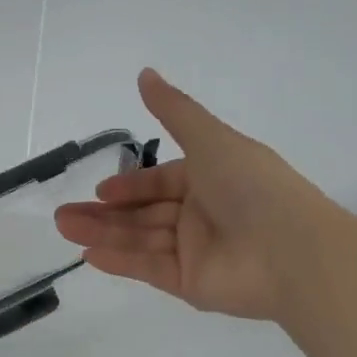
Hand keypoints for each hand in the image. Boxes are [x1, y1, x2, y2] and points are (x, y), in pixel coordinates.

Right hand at [55, 69, 329, 320]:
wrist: (293, 252)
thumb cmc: (252, 186)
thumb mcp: (210, 139)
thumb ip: (173, 111)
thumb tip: (145, 73)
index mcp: (211, 179)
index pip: (161, 183)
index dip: (130, 186)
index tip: (100, 190)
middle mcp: (202, 215)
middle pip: (144, 213)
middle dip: (104, 213)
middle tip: (64, 215)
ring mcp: (196, 252)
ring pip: (140, 239)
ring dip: (102, 234)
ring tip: (64, 228)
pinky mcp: (191, 284)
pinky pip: (150, 268)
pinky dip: (120, 261)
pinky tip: (89, 256)